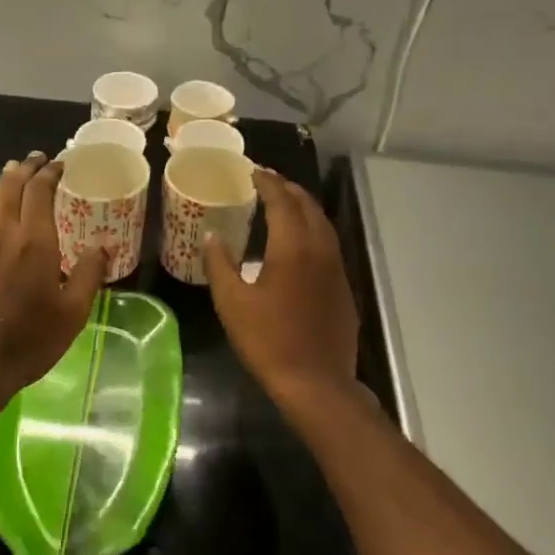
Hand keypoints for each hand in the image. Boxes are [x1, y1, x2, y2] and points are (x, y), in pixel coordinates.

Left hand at [0, 152, 108, 398]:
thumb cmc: (27, 341)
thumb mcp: (72, 314)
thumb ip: (88, 275)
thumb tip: (101, 247)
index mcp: (34, 241)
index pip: (40, 190)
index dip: (50, 172)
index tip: (60, 163)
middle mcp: (1, 232)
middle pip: (11, 187)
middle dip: (26, 169)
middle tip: (37, 160)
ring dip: (3, 182)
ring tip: (12, 172)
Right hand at [204, 167, 358, 406]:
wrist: (317, 383)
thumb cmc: (269, 341)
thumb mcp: (232, 304)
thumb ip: (220, 266)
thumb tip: (211, 237)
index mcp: (293, 248)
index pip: (283, 201)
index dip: (268, 183)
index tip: (254, 171)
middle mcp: (320, 251)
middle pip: (308, 207)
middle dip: (289, 189)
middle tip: (268, 181)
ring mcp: (336, 270)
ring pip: (323, 225)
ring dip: (304, 207)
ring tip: (284, 203)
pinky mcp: (343, 289)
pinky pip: (329, 245)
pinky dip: (313, 230)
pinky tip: (299, 244)